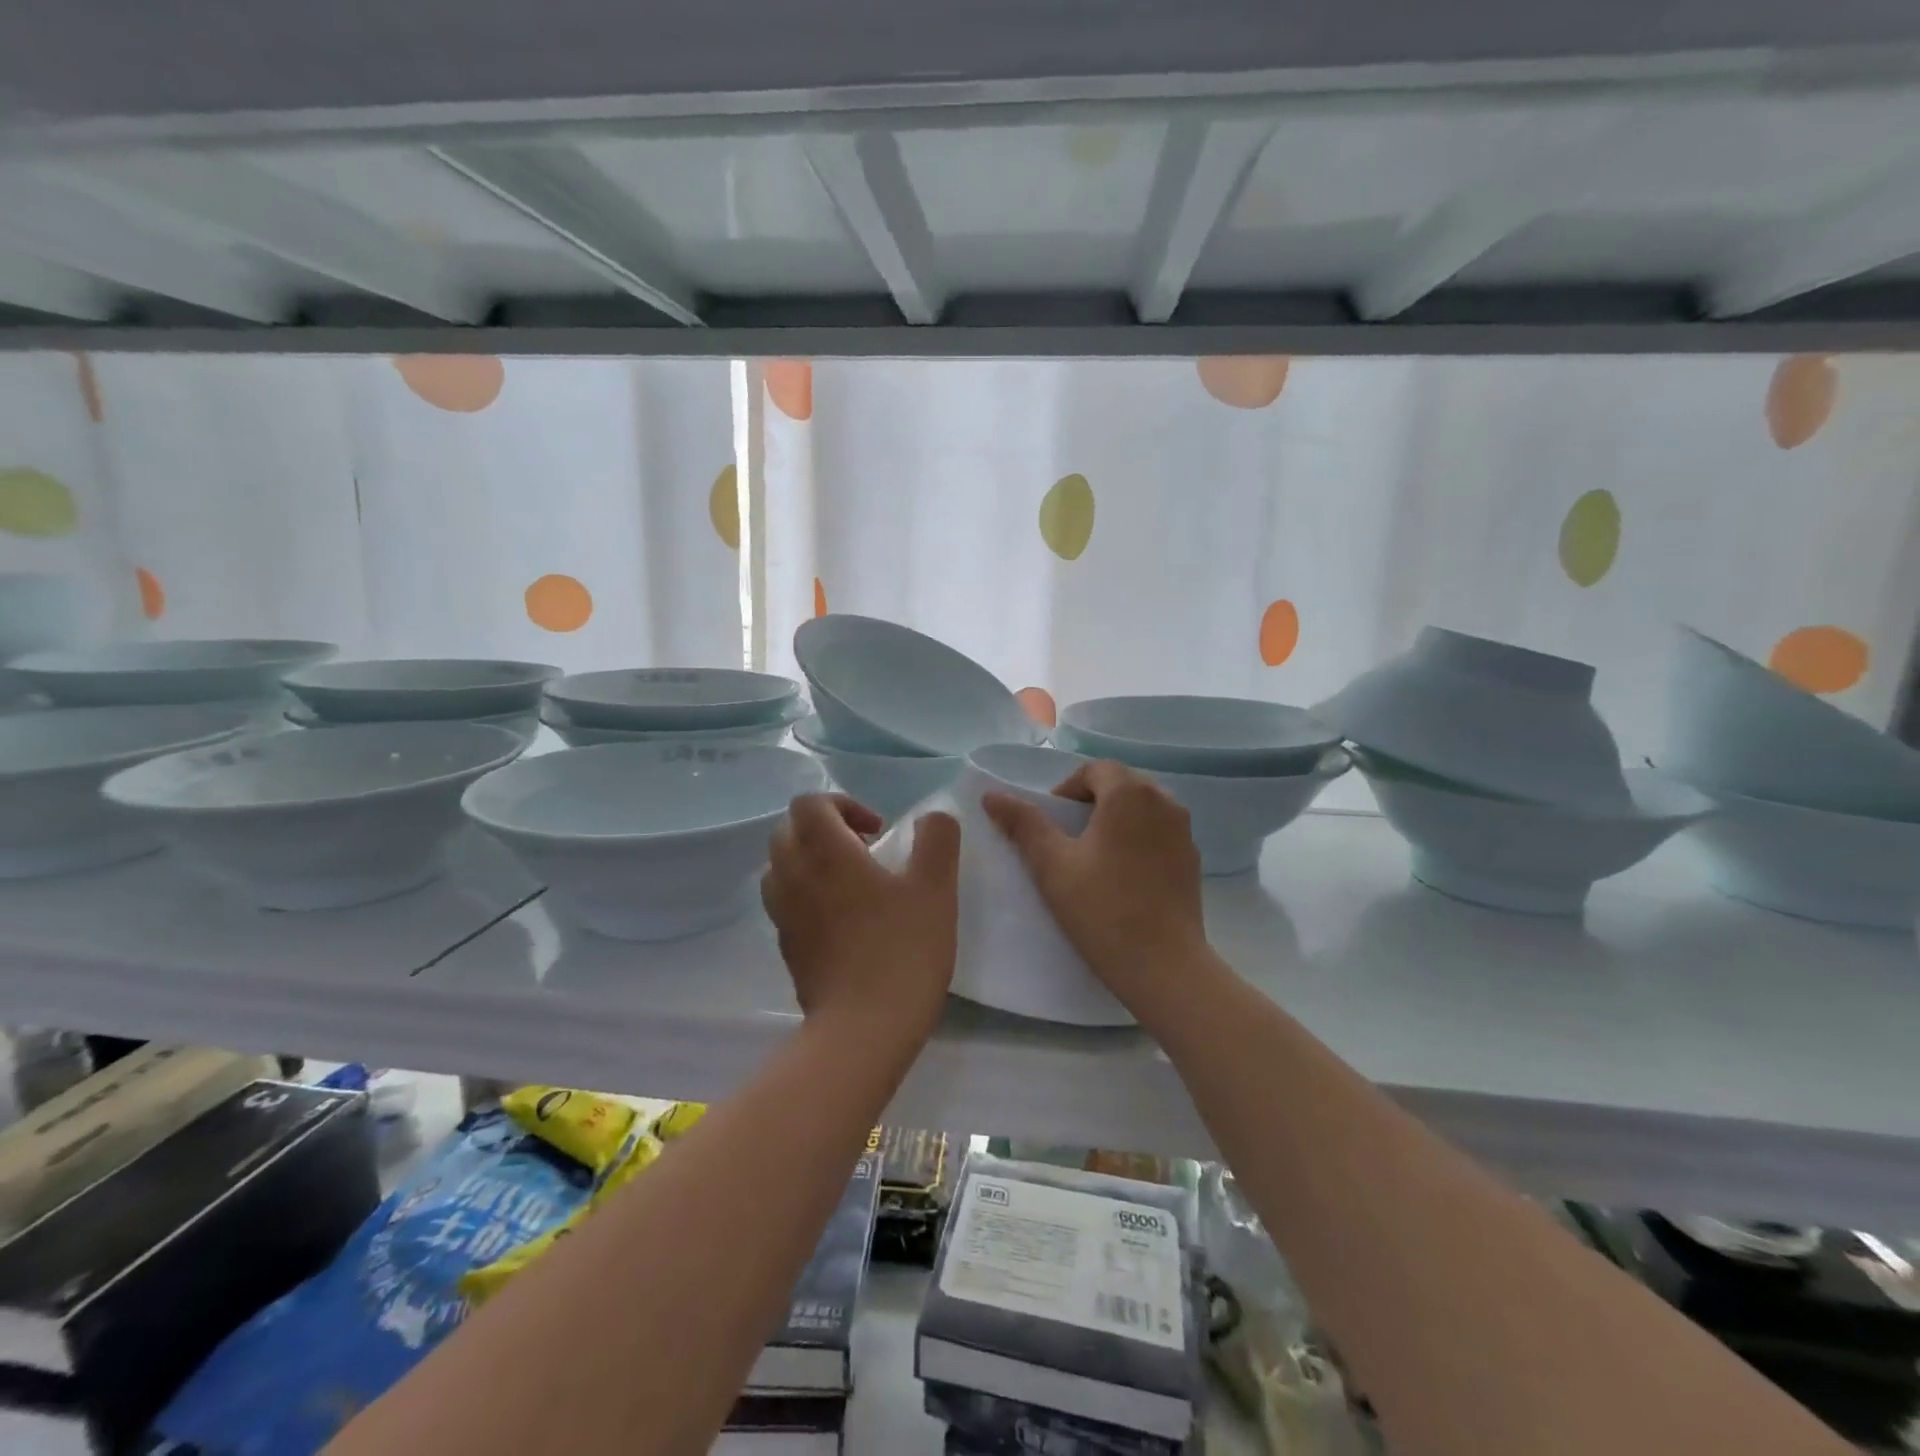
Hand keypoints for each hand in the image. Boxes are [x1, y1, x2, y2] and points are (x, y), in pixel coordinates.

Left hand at [762, 794, 960, 1046]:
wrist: (864, 1029)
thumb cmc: (903, 951)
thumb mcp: (936, 888)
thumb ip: (937, 840)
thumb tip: (932, 817)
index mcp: (826, 853)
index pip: (809, 804)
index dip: (843, 804)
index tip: (877, 831)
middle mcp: (795, 876)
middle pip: (788, 830)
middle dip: (824, 828)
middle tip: (864, 851)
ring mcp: (784, 914)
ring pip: (781, 866)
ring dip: (810, 860)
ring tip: (850, 882)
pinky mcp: (786, 946)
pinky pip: (785, 902)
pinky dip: (806, 894)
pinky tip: (843, 919)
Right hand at [983, 761, 1206, 1014]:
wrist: (1164, 966)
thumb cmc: (1102, 909)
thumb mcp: (1052, 865)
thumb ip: (1023, 824)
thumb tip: (992, 795)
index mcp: (1130, 793)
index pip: (1093, 770)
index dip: (1066, 790)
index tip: (1050, 824)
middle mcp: (1164, 800)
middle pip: (1119, 785)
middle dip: (1089, 803)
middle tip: (1065, 840)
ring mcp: (1184, 831)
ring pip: (1141, 809)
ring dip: (1114, 820)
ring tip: (1092, 857)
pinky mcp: (1192, 859)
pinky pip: (1158, 833)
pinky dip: (1136, 840)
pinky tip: (1122, 877)